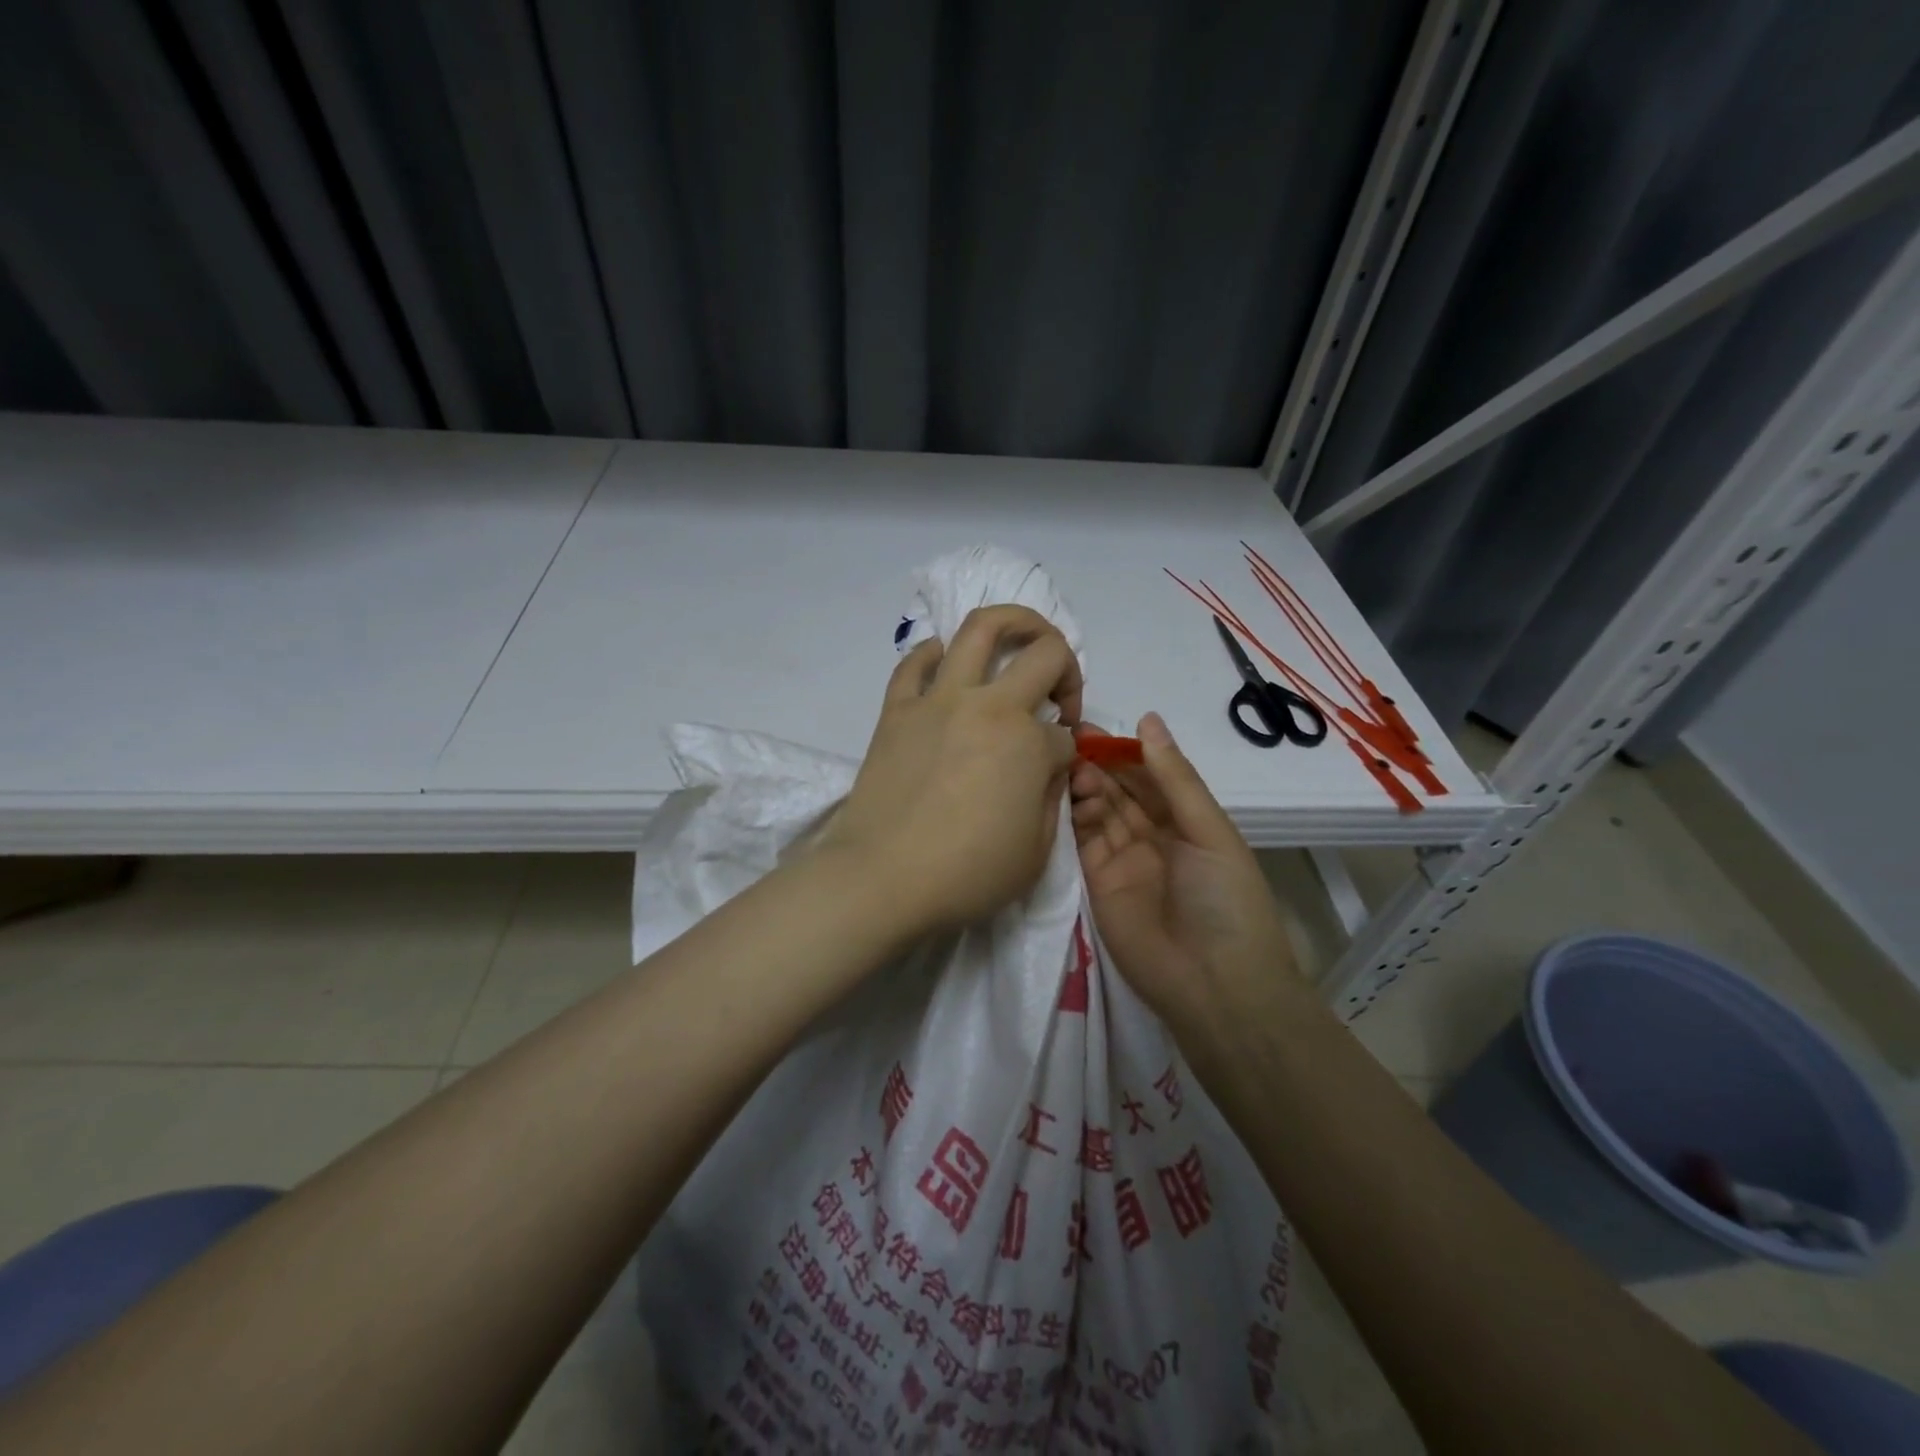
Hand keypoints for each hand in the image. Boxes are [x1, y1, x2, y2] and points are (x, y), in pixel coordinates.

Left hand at [825, 606, 1083, 936]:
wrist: (882, 878)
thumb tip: (1048, 768)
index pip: (1064, 733)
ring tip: (1020, 636)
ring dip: (1012, 621)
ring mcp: (938, 701)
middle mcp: (989, 706)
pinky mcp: (897, 709)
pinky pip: (915, 662)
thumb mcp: (1036, 851)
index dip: (1068, 752)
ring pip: (979, 629)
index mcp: (1029, 742)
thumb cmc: (966, 874)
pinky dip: (935, 653)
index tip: (1055, 773)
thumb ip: (1052, 798)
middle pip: (1044, 653)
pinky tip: (946, 663)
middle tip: (1060, 692)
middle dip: (1066, 666)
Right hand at [1069, 713, 1297, 1031]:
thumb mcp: (1209, 831)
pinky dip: (1069, 818)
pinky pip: (1080, 844)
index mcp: (1187, 822)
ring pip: (1097, 813)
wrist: (1214, 985)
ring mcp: (1122, 861)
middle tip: (1067, 741)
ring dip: (1083, 788)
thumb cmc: (1225, 900)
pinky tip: (1057, 794)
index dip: (1124, 752)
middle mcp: (1152, 837)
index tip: (1093, 728)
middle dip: (1098, 765)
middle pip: (1120, 792)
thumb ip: (1175, 778)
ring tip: (1066, 767)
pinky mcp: (1096, 885)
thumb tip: (1148, 719)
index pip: (1150, 776)